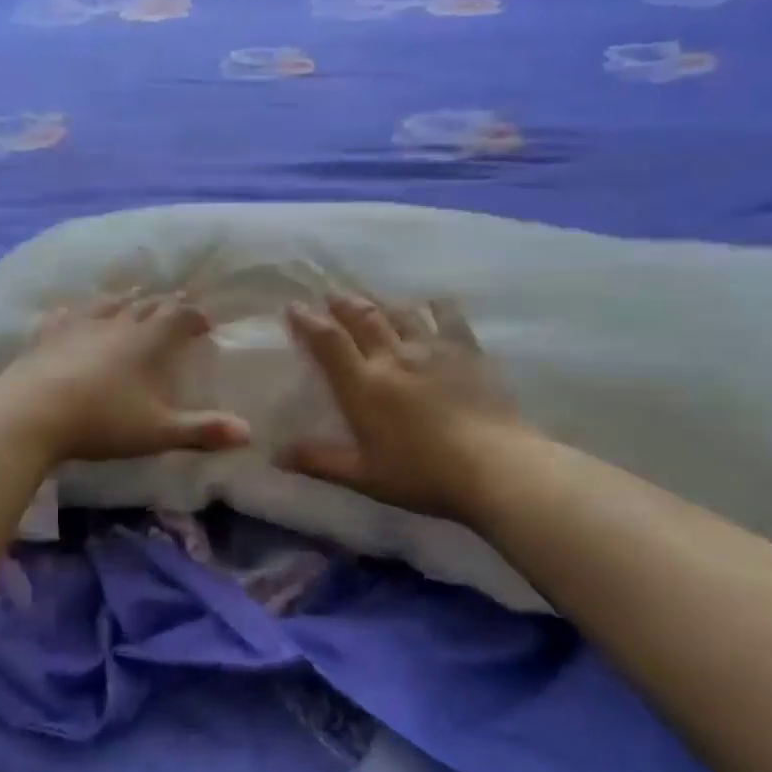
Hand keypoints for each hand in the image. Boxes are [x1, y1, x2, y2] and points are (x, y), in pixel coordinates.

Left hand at [0, 290, 251, 463]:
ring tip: (134, 295)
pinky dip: (76, 311)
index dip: (195, 316)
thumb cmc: (101, 421)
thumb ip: (202, 431)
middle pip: (145, 305)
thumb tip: (248, 433)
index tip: (207, 321)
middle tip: (176, 303)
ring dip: (125, 299)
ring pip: (107, 303)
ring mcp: (78, 326)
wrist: (31, 414)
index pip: (178, 317)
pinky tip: (71, 311)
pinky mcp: (47, 336)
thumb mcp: (157, 432)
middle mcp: (115, 324)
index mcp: (146, 342)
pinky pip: (65, 315)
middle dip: (165, 303)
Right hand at [282, 293, 530, 521]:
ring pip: (401, 313)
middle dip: (342, 303)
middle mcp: (394, 357)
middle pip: (363, 318)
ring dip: (380, 302)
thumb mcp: (363, 476)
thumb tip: (276, 454)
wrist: (496, 468)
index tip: (294, 307)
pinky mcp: (468, 352)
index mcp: (363, 386)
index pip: (328, 342)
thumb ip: (319, 461)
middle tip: (330, 295)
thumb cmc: (422, 475)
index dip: (308, 321)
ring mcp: (433, 350)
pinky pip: (448, 318)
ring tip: (370, 298)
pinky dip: (435, 307)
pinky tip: (432, 303)